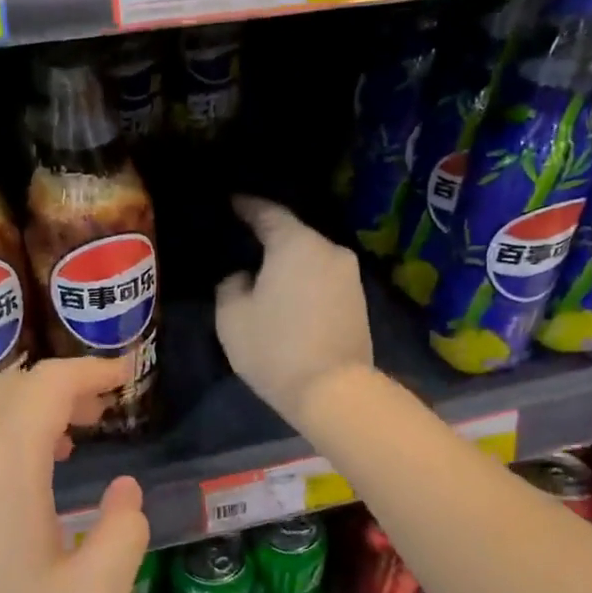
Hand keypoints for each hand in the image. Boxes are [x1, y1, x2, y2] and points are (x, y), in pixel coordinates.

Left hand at [0, 359, 149, 592]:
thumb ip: (125, 535)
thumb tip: (123, 492)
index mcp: (2, 458)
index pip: (51, 382)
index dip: (93, 370)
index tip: (123, 376)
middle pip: (11, 389)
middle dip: (61, 390)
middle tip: (97, 414)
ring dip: (21, 417)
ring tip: (54, 447)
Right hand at [216, 196, 373, 428]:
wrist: (334, 390)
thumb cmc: (275, 348)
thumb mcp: (232, 317)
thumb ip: (231, 285)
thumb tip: (245, 277)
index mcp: (296, 243)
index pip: (267, 213)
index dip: (246, 206)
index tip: (232, 202)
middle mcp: (329, 250)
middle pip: (294, 236)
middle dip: (270, 239)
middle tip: (246, 246)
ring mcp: (350, 276)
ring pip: (311, 260)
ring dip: (290, 265)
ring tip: (267, 277)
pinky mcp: (360, 302)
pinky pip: (324, 281)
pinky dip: (306, 284)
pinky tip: (291, 298)